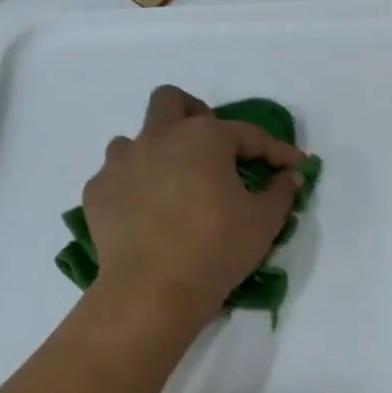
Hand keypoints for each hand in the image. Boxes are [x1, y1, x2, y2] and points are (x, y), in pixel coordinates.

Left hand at [84, 86, 307, 326]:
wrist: (152, 291)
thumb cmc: (217, 249)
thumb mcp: (264, 222)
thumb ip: (281, 191)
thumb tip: (289, 175)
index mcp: (202, 137)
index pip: (247, 133)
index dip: (276, 150)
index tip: (294, 166)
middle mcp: (157, 137)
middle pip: (170, 101)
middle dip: (194, 114)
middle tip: (212, 148)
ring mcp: (120, 163)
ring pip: (136, 140)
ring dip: (157, 153)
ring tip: (173, 186)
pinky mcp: (97, 193)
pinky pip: (117, 178)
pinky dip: (134, 188)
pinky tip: (147, 215)